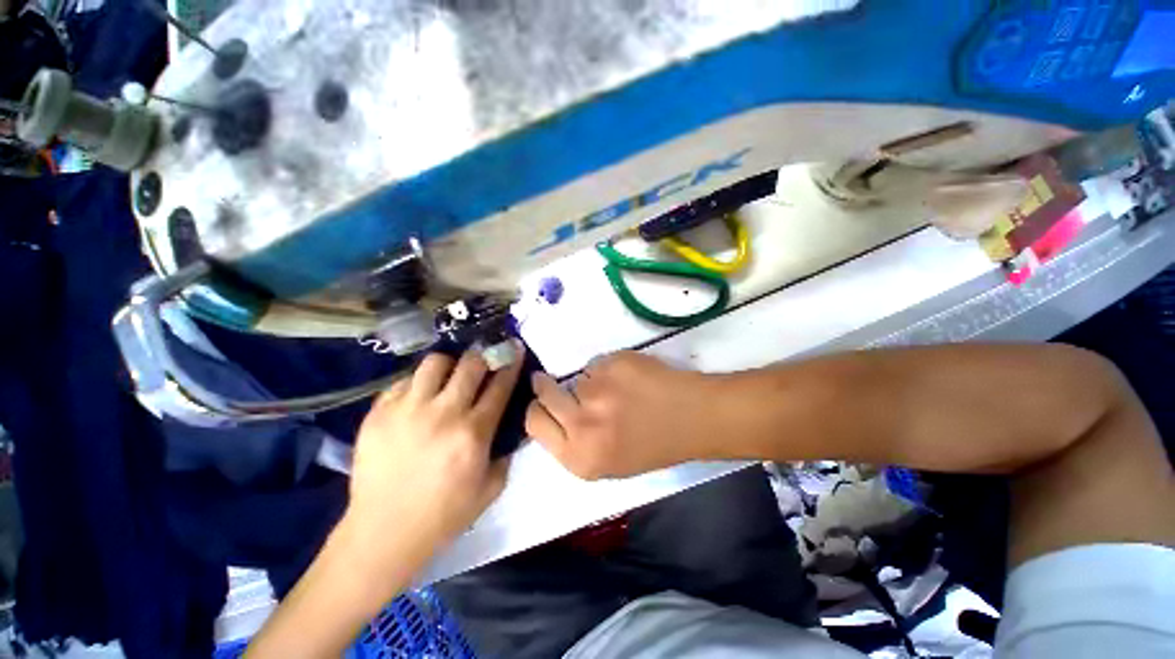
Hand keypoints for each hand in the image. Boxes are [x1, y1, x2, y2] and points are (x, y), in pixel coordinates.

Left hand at [342, 344, 523, 581]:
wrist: (384, 532)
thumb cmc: (444, 514)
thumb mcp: (491, 488)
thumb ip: (506, 452)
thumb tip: (510, 426)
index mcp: (474, 432)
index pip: (500, 385)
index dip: (511, 363)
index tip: (514, 348)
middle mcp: (444, 413)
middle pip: (470, 364)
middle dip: (482, 356)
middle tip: (483, 361)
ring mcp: (407, 410)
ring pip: (435, 363)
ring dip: (449, 365)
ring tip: (448, 377)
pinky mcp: (378, 413)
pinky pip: (404, 381)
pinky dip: (418, 384)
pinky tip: (419, 398)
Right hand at [525, 351, 715, 478]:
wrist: (693, 418)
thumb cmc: (652, 445)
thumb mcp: (607, 463)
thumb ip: (573, 443)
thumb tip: (550, 414)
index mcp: (580, 458)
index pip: (534, 424)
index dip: (537, 409)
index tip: (542, 401)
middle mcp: (582, 425)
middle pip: (544, 393)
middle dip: (546, 385)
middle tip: (555, 381)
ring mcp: (598, 391)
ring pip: (577, 377)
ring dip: (590, 381)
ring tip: (617, 390)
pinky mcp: (613, 365)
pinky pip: (598, 363)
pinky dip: (608, 369)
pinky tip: (630, 379)